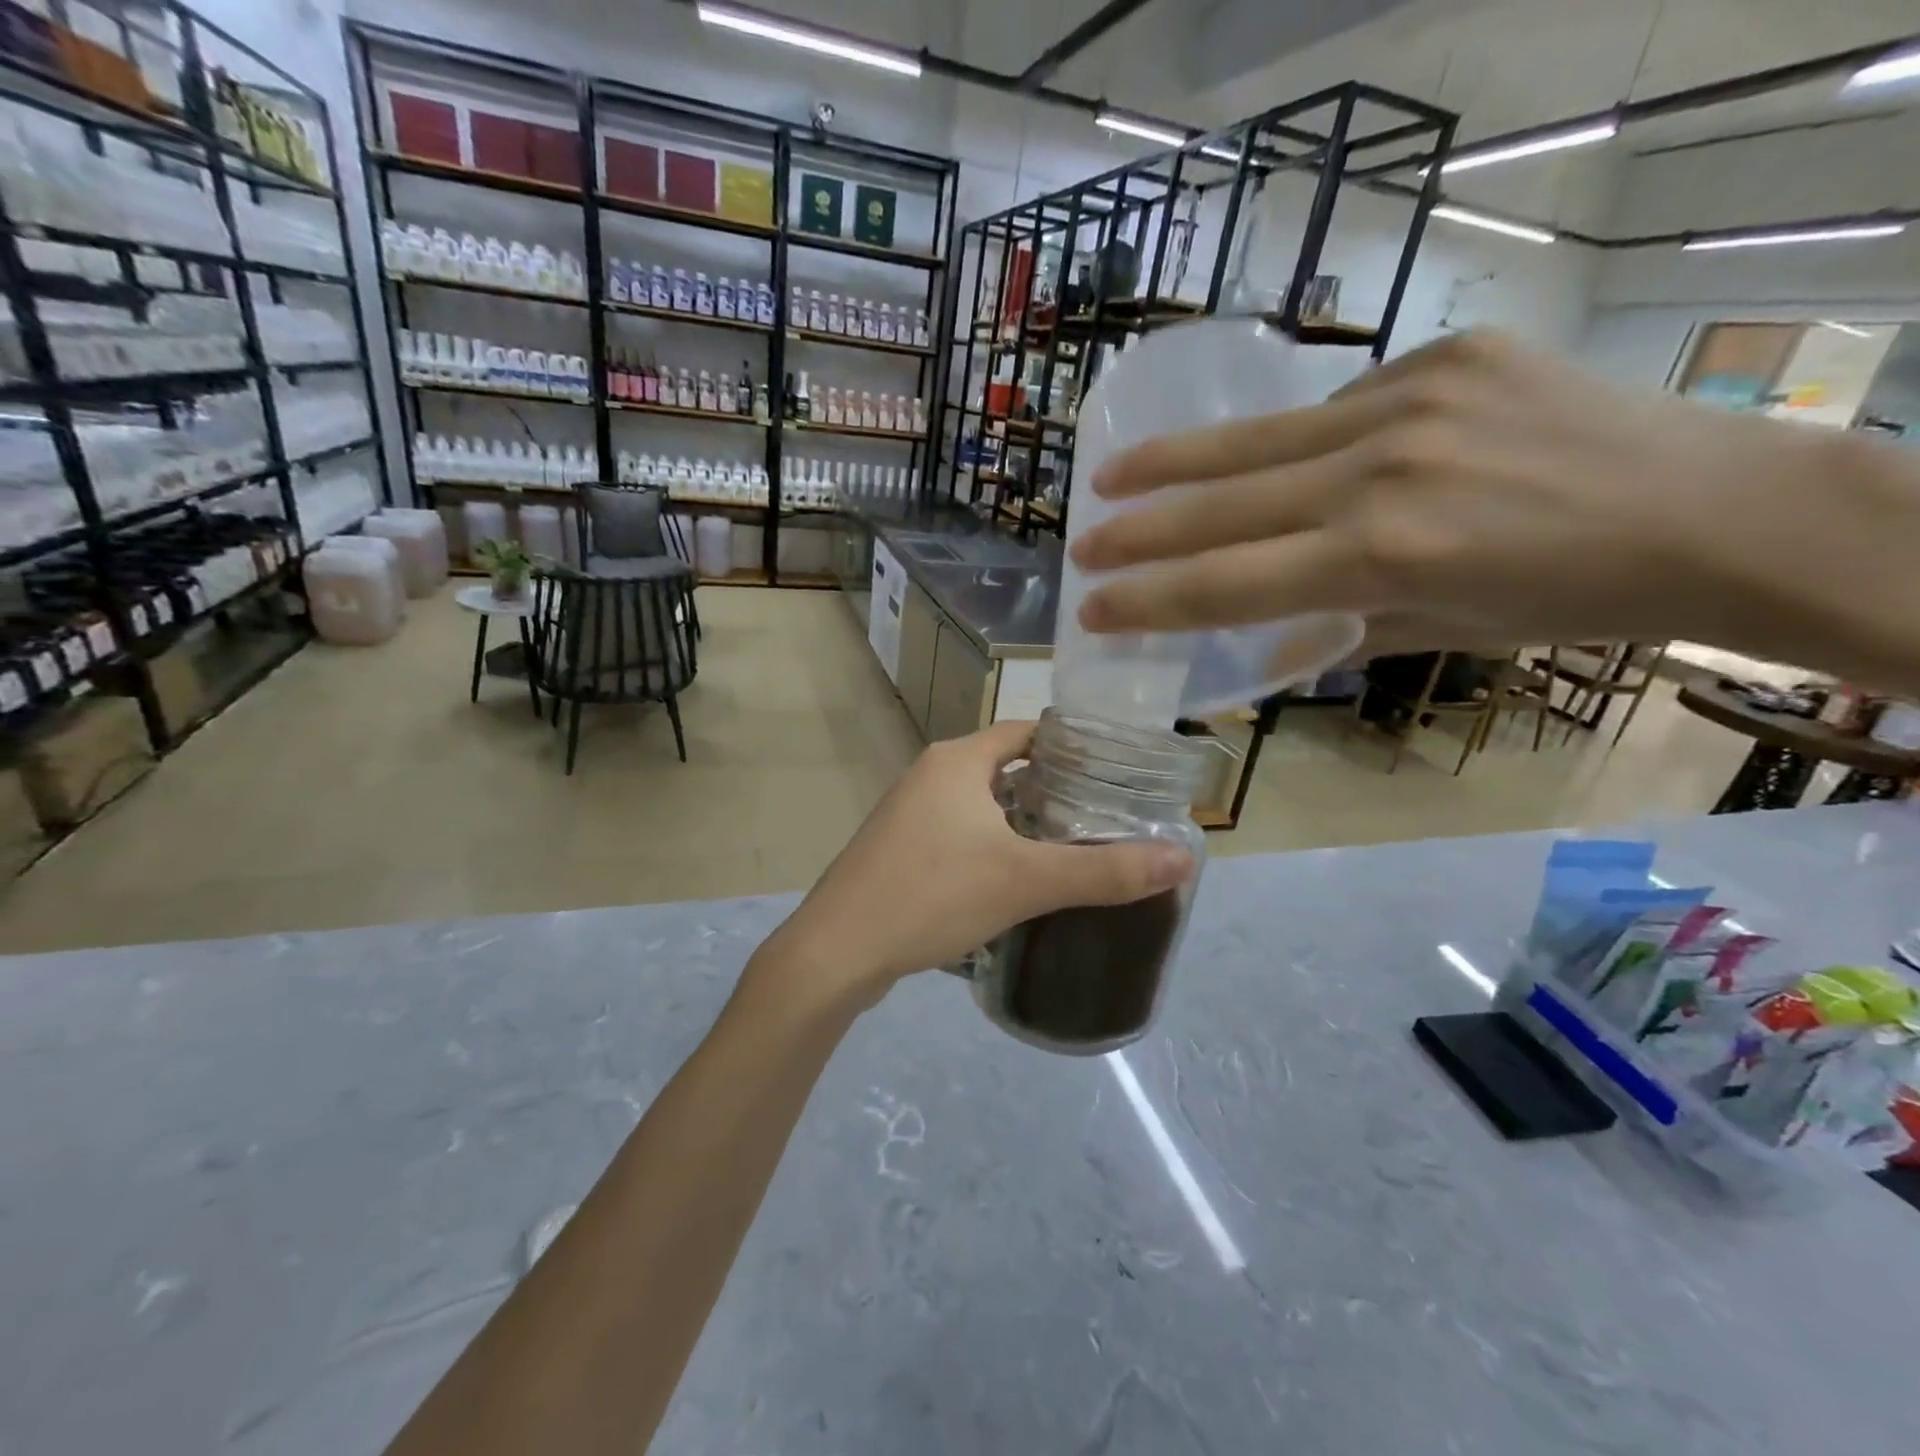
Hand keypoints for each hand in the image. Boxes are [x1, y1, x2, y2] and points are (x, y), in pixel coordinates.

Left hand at [756, 721, 1194, 1008]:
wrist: (836, 952)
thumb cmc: (931, 895)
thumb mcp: (1026, 881)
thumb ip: (1104, 871)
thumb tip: (1183, 858)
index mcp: (957, 760)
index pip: (1027, 732)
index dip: (1072, 746)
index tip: (1116, 773)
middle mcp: (930, 775)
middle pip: (1005, 768)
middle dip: (1053, 789)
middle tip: (1106, 817)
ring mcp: (908, 814)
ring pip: (981, 805)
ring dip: (1022, 822)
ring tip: (1072, 849)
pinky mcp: (898, 850)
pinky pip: (958, 835)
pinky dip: (991, 846)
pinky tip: (1016, 881)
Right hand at [1069, 331, 1858, 666]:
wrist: (1717, 506)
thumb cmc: (1568, 599)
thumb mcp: (1438, 633)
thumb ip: (1335, 632)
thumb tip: (1260, 646)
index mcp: (1381, 556)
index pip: (1228, 582)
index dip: (1150, 598)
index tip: (1092, 607)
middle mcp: (1381, 471)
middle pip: (1224, 504)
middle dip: (1140, 529)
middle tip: (1080, 542)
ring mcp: (1410, 402)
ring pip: (1258, 441)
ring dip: (1178, 463)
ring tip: (1114, 473)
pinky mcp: (1443, 356)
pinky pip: (1336, 406)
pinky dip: (1292, 442)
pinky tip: (1273, 459)